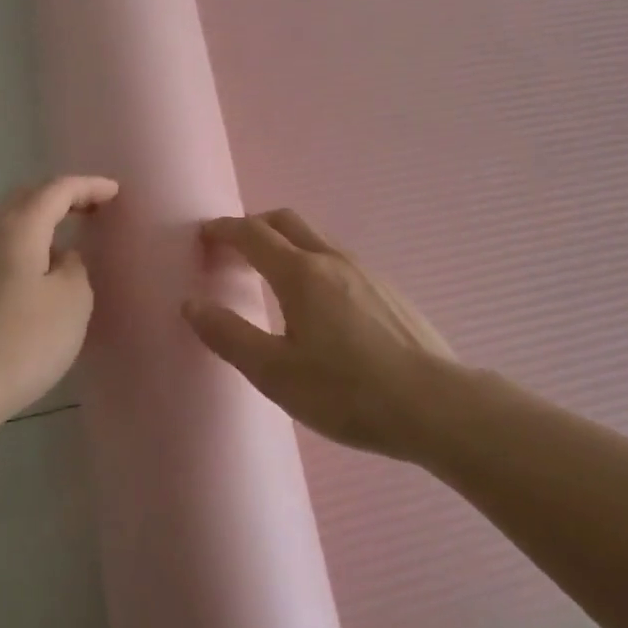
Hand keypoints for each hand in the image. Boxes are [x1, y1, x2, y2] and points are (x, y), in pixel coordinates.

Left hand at [0, 176, 118, 420]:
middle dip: (60, 197)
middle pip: (25, 198)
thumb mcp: (72, 300)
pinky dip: (22, 247)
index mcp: (18, 229)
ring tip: (66, 243)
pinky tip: (34, 275)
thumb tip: (62, 257)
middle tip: (91, 208)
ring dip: (39, 223)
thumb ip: (75, 266)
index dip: (88, 186)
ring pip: (7, 224)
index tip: (115, 192)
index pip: (56, 190)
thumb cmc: (23, 341)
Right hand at [182, 209, 460, 461]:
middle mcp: (333, 260)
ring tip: (270, 276)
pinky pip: (339, 261)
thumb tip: (191, 303)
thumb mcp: (276, 373)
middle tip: (233, 248)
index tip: (204, 234)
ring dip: (285, 244)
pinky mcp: (389, 291)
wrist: (436, 405)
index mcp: (301, 273)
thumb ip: (229, 335)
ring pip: (316, 240)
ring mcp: (367, 272)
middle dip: (254, 226)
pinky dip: (312, 263)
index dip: (224, 230)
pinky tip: (318, 304)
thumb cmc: (347, 392)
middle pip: (286, 222)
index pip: (253, 234)